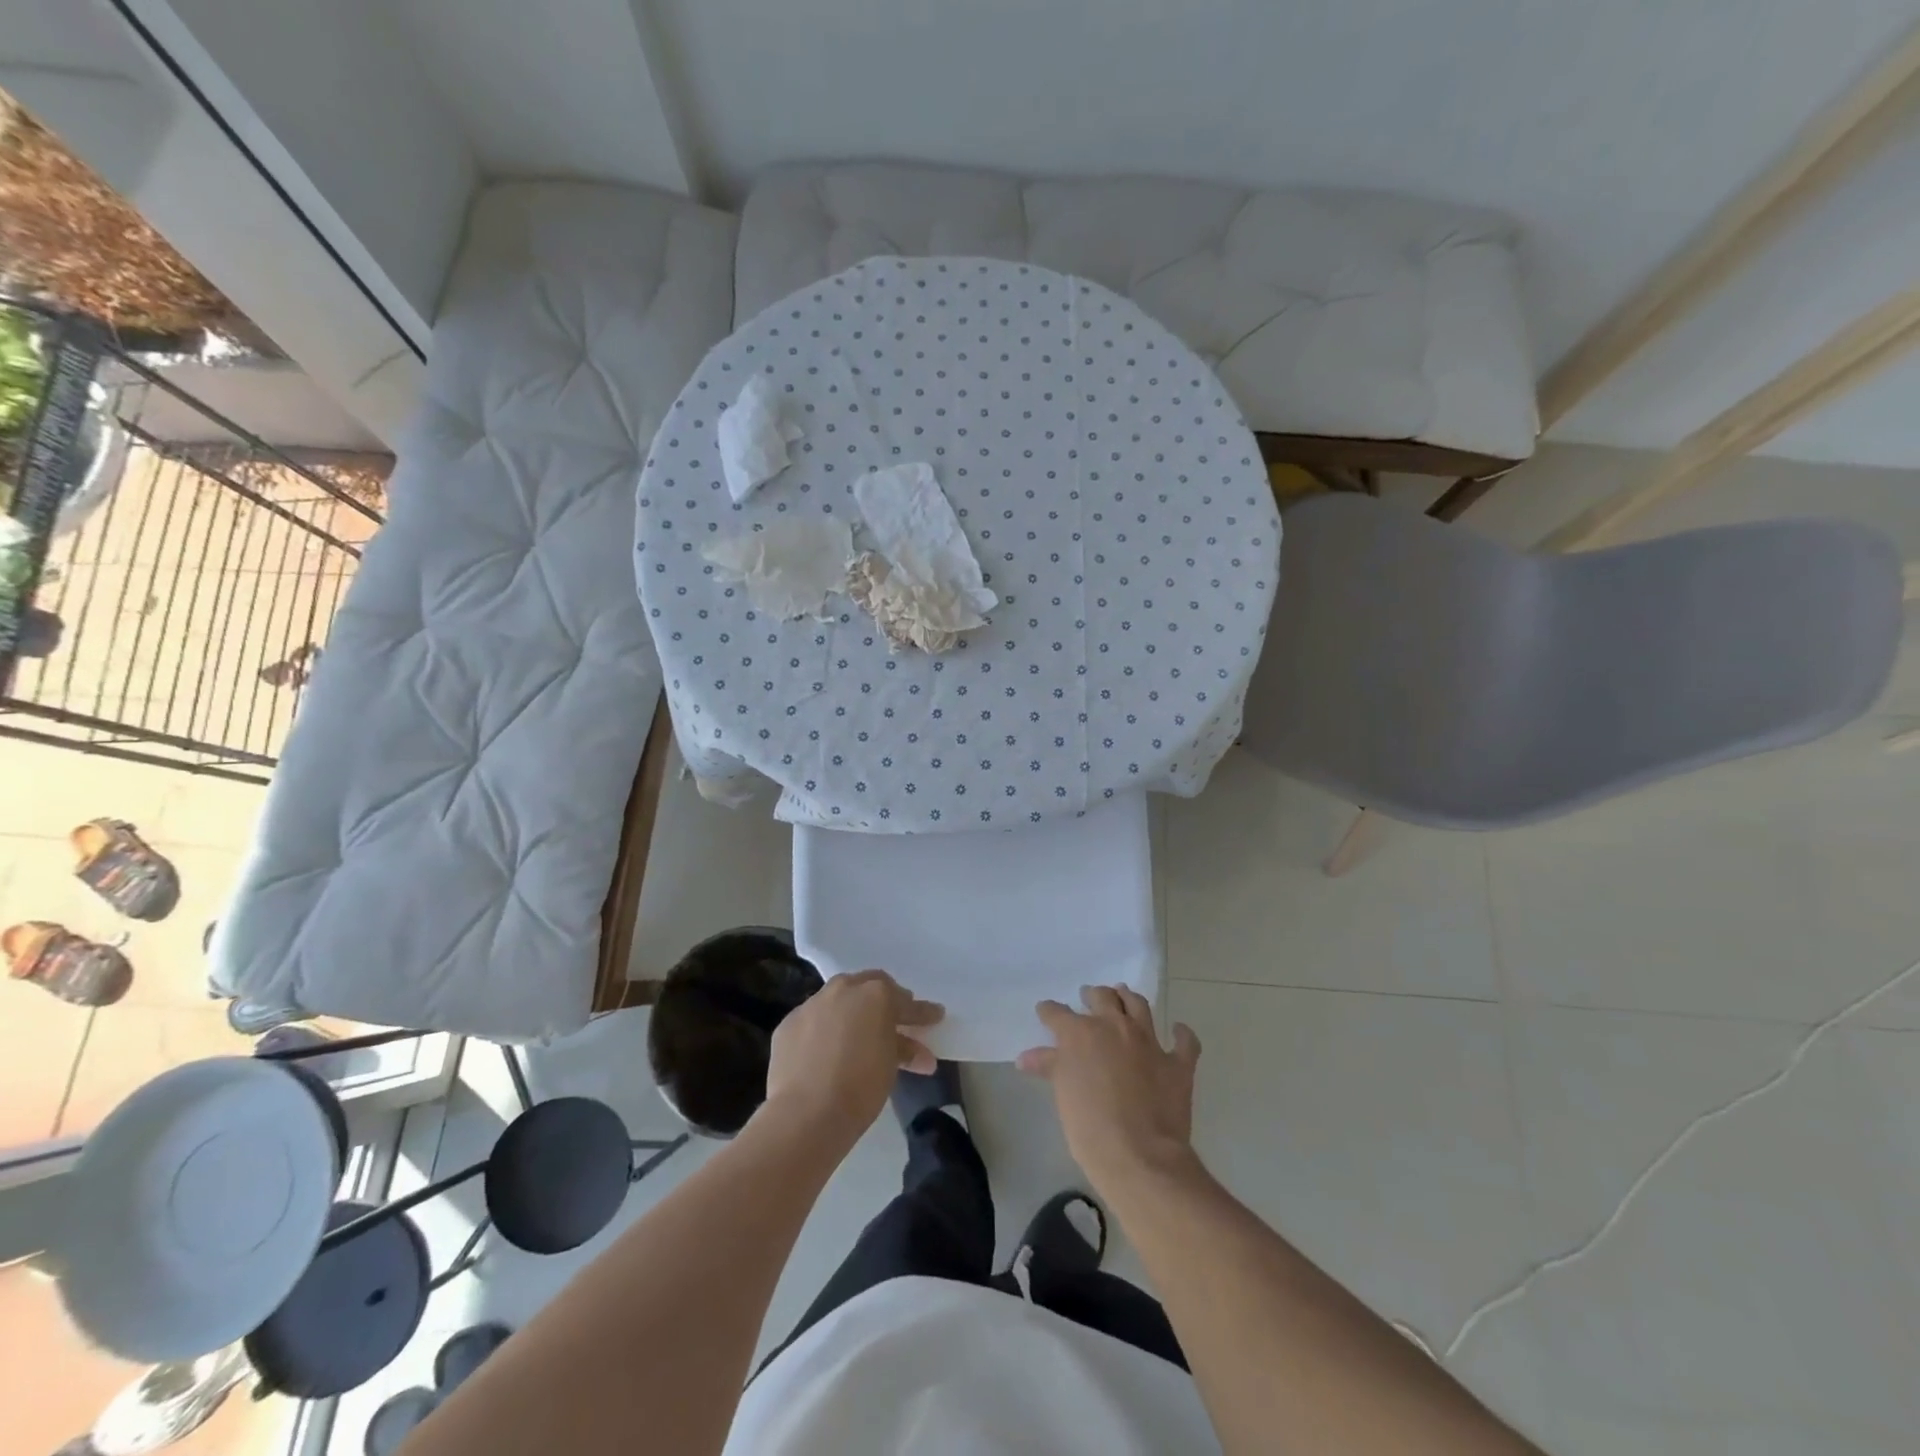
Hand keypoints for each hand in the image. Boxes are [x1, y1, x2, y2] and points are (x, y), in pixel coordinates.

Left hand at [764, 970, 942, 1144]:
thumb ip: (904, 1050)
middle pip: (869, 987)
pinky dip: (823, 1030)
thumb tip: (919, 1054)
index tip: (934, 1017)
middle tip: (894, 1021)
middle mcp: (843, 989)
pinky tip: (825, 1051)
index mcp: (876, 994)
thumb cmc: (860, 1088)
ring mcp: (812, 1004)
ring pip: (837, 999)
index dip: (921, 1013)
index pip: (905, 1001)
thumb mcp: (891, 1067)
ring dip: (851, 1013)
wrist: (806, 1113)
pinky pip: (813, 1020)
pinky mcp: (789, 1023)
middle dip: (883, 1001)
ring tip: (857, 1036)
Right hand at [1018, 985, 1201, 1196]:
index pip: (1058, 1014)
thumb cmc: (1090, 1128)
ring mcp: (1149, 1042)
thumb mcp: (1062, 1095)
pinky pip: (1184, 1042)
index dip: (1049, 1011)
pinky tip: (1178, 1031)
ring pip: (1139, 1007)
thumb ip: (1049, 1067)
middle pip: (1103, 998)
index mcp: (1081, 1034)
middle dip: (1093, 996)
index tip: (1045, 1012)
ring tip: (1124, 996)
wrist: (1139, 1156)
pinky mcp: (1177, 1063)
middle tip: (1089, 997)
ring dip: (1130, 999)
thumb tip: (1026, 1057)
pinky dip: (1181, 1034)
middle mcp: (1115, 1027)